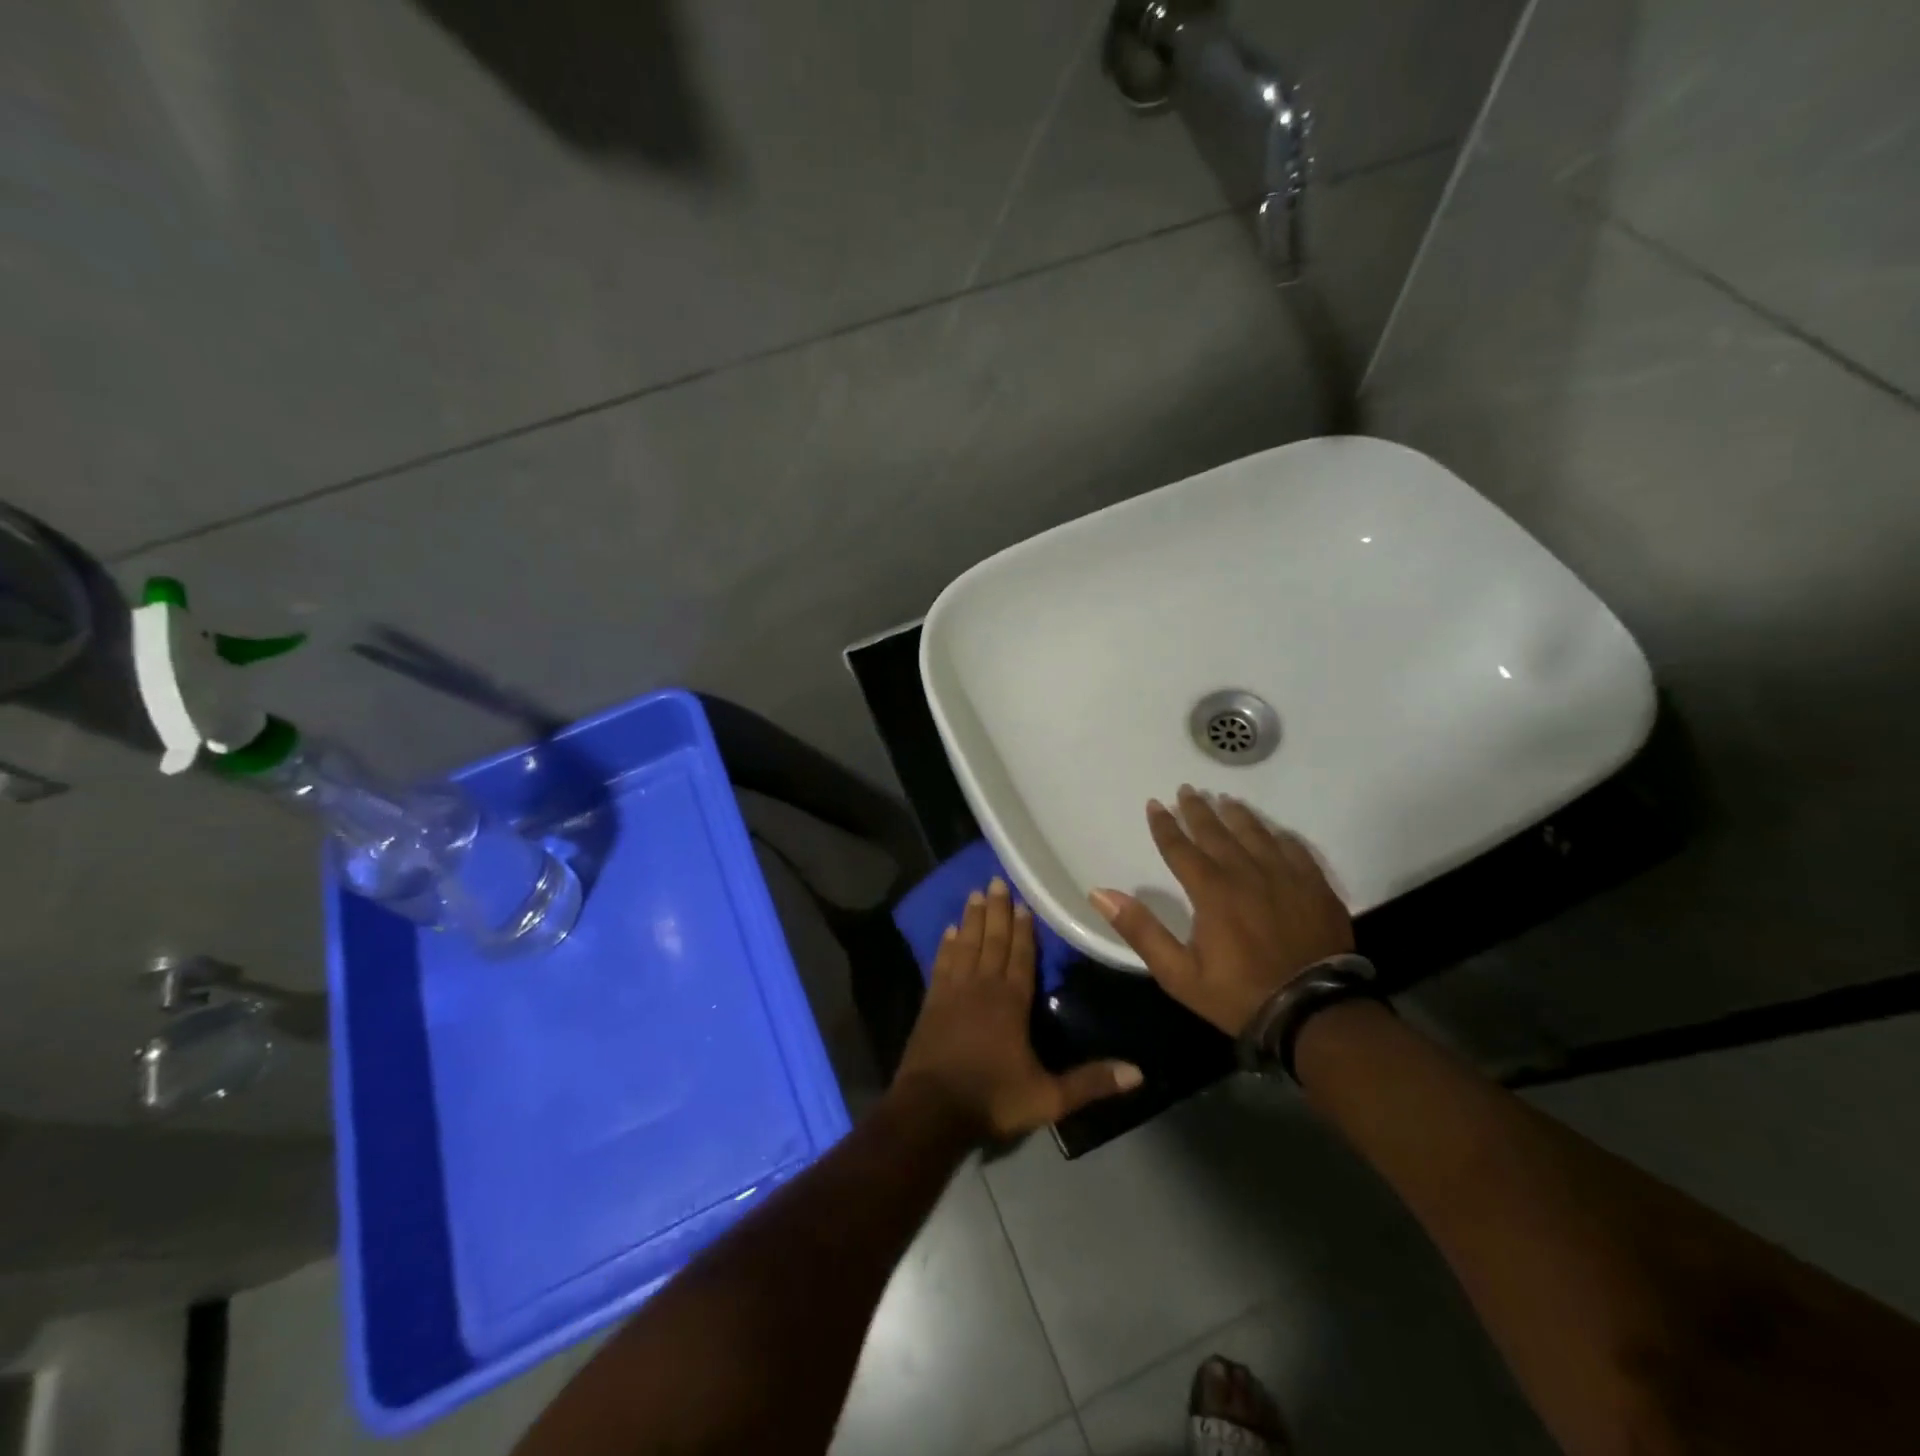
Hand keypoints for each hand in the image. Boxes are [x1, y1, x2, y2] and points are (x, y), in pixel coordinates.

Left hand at [895, 878, 1142, 1139]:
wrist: (931, 1111)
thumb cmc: (992, 1099)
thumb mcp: (1048, 1098)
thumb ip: (1091, 1083)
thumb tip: (1139, 1072)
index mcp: (1011, 1002)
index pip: (1021, 956)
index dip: (1024, 929)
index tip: (1024, 902)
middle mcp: (982, 987)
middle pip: (992, 941)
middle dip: (997, 910)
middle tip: (997, 880)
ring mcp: (953, 992)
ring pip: (966, 945)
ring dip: (972, 919)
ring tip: (975, 893)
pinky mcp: (931, 1003)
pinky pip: (941, 964)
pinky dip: (946, 945)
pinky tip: (948, 931)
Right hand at [1090, 785, 1353, 1036]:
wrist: (1314, 1013)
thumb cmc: (1238, 994)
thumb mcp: (1178, 973)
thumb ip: (1140, 930)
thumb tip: (1100, 893)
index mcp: (1212, 891)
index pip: (1181, 848)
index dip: (1165, 826)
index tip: (1155, 804)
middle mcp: (1247, 874)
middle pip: (1218, 833)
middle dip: (1199, 811)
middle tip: (1187, 790)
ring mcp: (1286, 877)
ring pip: (1256, 835)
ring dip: (1238, 816)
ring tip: (1226, 800)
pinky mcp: (1316, 888)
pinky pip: (1296, 850)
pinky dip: (1279, 836)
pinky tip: (1275, 832)